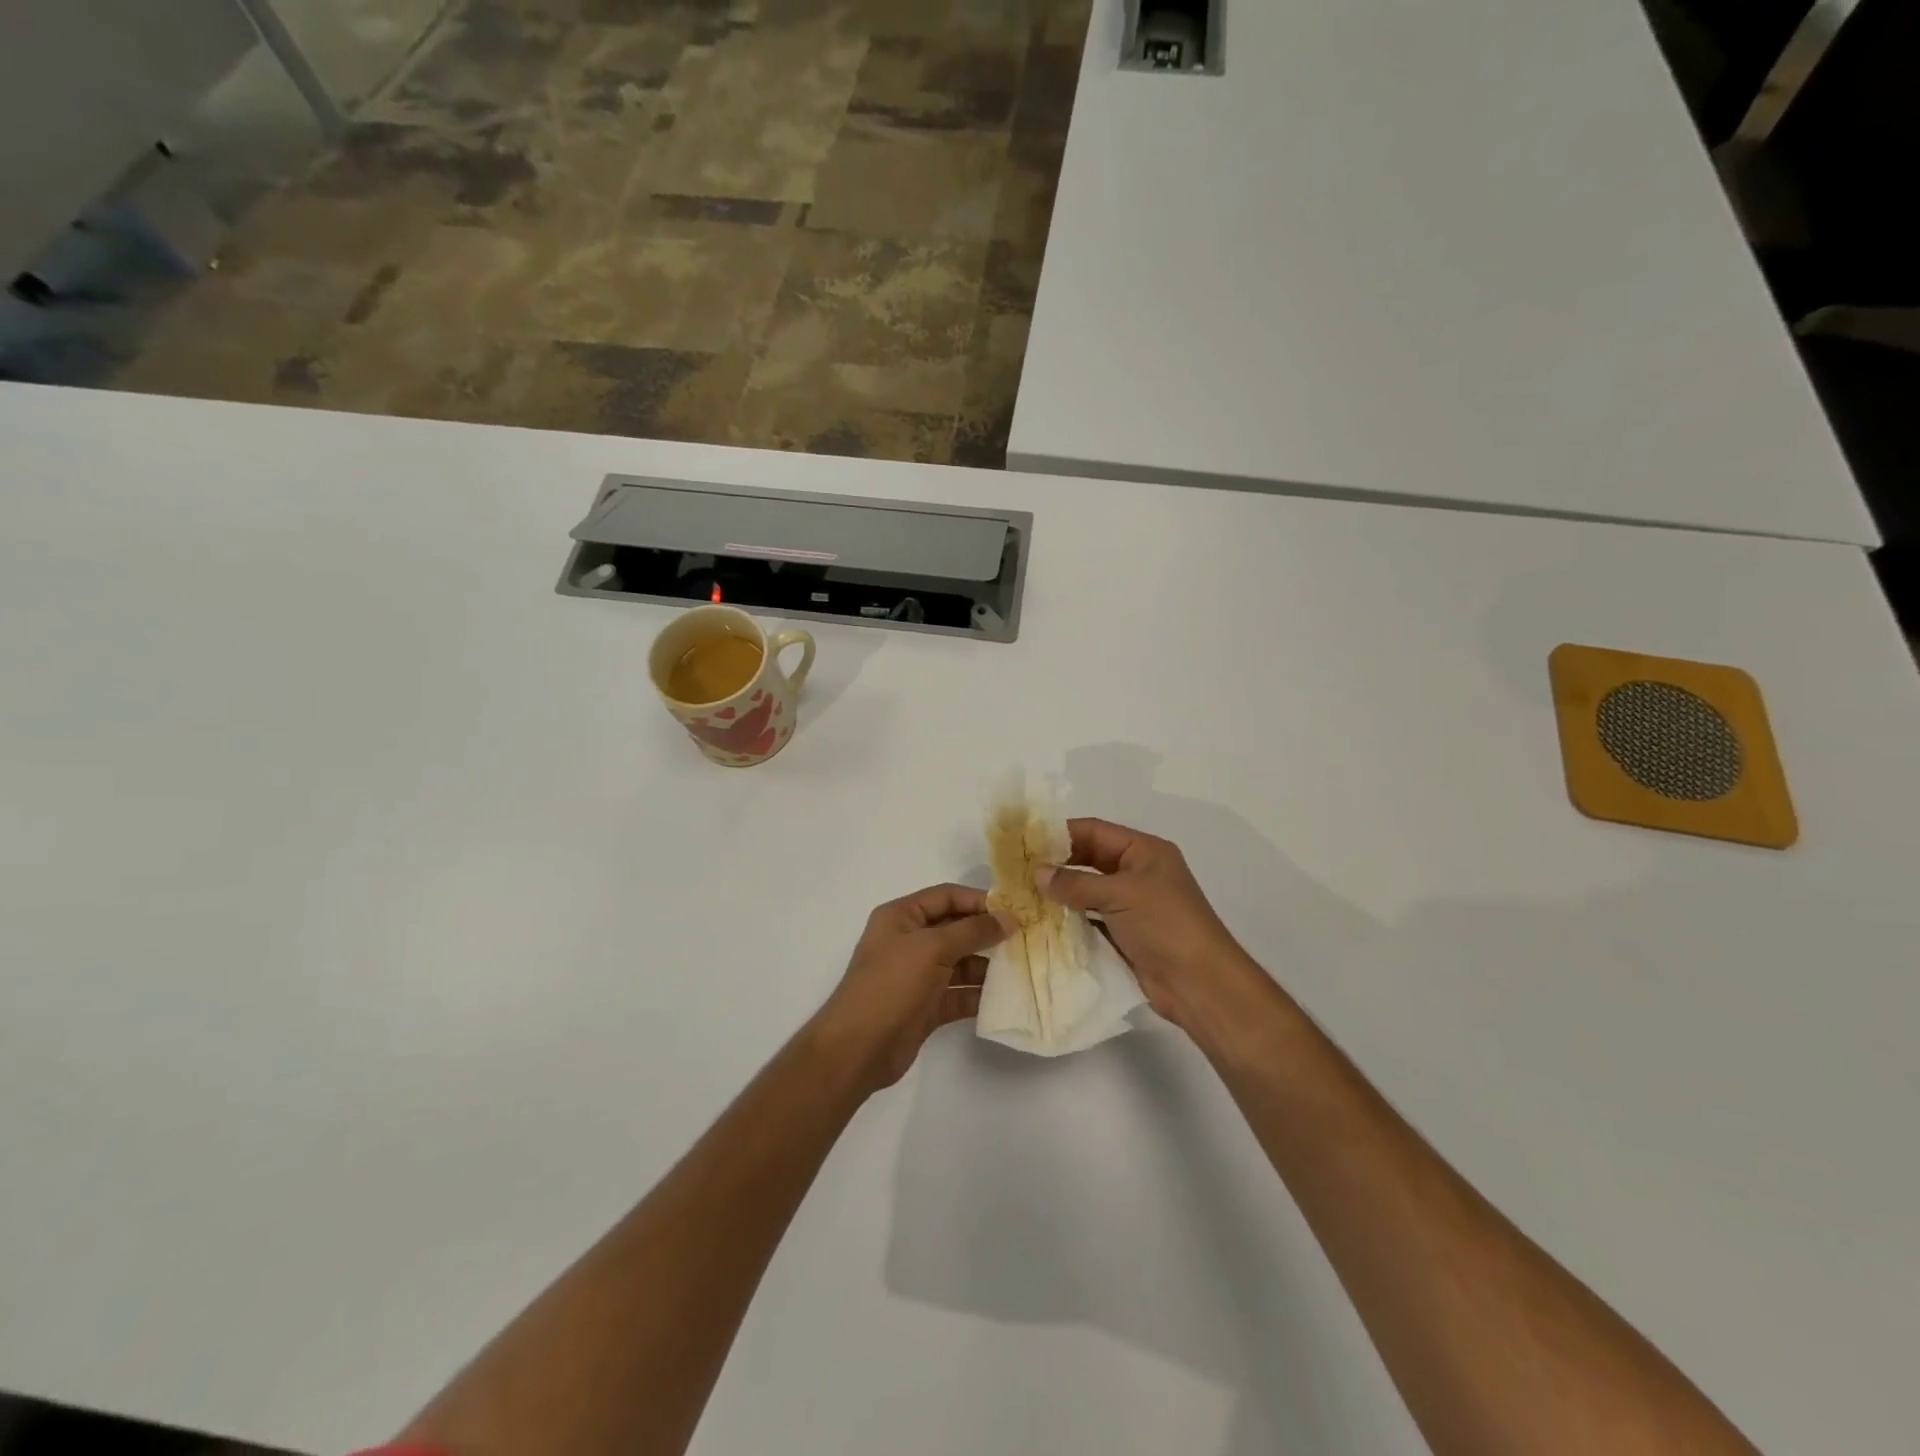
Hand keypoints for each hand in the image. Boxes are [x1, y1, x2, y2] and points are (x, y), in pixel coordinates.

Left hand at [812, 884, 1010, 1093]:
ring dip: (986, 965)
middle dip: (986, 933)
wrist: (858, 1048)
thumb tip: (1008, 918)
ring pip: (959, 962)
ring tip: (1020, 968)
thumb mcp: (931, 947)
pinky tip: (1004, 997)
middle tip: (1025, 938)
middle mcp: (909, 941)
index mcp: (901, 917)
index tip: (1013, 910)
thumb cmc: (891, 984)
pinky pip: (958, 993)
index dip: (978, 900)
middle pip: (955, 928)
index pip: (945, 896)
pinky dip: (978, 994)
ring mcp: (917, 975)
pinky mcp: (926, 1006)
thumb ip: (972, 931)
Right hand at [1037, 818, 1269, 1034]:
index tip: (1025, 841)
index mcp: (1144, 851)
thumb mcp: (1120, 894)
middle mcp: (1138, 873)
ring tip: (1023, 895)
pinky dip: (1069, 919)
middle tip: (1018, 870)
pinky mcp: (1125, 934)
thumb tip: (1037, 873)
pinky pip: (1090, 919)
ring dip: (1060, 894)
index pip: (1095, 831)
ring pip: (1088, 891)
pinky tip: (1042, 922)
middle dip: (1057, 864)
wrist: (1200, 984)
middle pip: (1090, 860)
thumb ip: (1076, 883)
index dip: (1061, 833)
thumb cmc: (1165, 925)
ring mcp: (1131, 905)